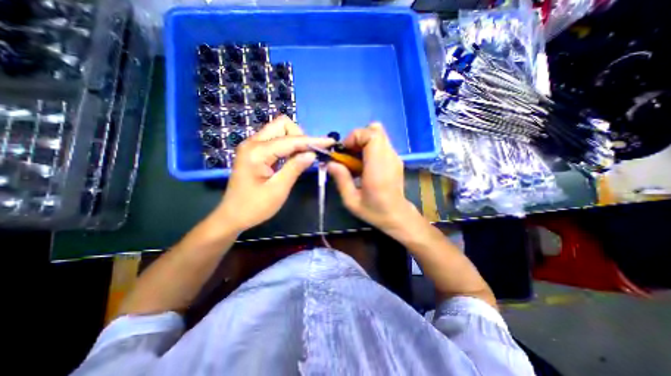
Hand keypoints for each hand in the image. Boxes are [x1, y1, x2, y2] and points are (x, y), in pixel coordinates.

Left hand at [214, 115, 331, 230]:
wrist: (233, 216)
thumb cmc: (255, 207)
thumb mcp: (278, 189)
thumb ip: (295, 168)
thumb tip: (312, 154)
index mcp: (257, 152)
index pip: (290, 140)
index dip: (312, 141)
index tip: (329, 142)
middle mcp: (253, 143)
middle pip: (282, 125)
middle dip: (299, 136)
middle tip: (308, 155)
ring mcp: (252, 146)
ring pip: (279, 130)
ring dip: (294, 140)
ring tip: (302, 158)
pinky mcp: (254, 151)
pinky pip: (275, 140)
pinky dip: (288, 146)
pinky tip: (293, 158)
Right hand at [327, 124, 417, 232]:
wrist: (397, 216)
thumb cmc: (374, 211)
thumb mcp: (351, 200)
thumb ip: (341, 179)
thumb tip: (330, 163)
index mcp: (378, 167)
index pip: (371, 135)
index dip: (354, 137)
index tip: (344, 151)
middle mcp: (389, 157)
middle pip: (375, 130)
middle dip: (357, 138)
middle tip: (349, 154)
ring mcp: (395, 157)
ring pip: (379, 135)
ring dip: (363, 142)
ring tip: (356, 160)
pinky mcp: (395, 159)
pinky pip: (381, 144)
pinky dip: (369, 148)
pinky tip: (365, 164)